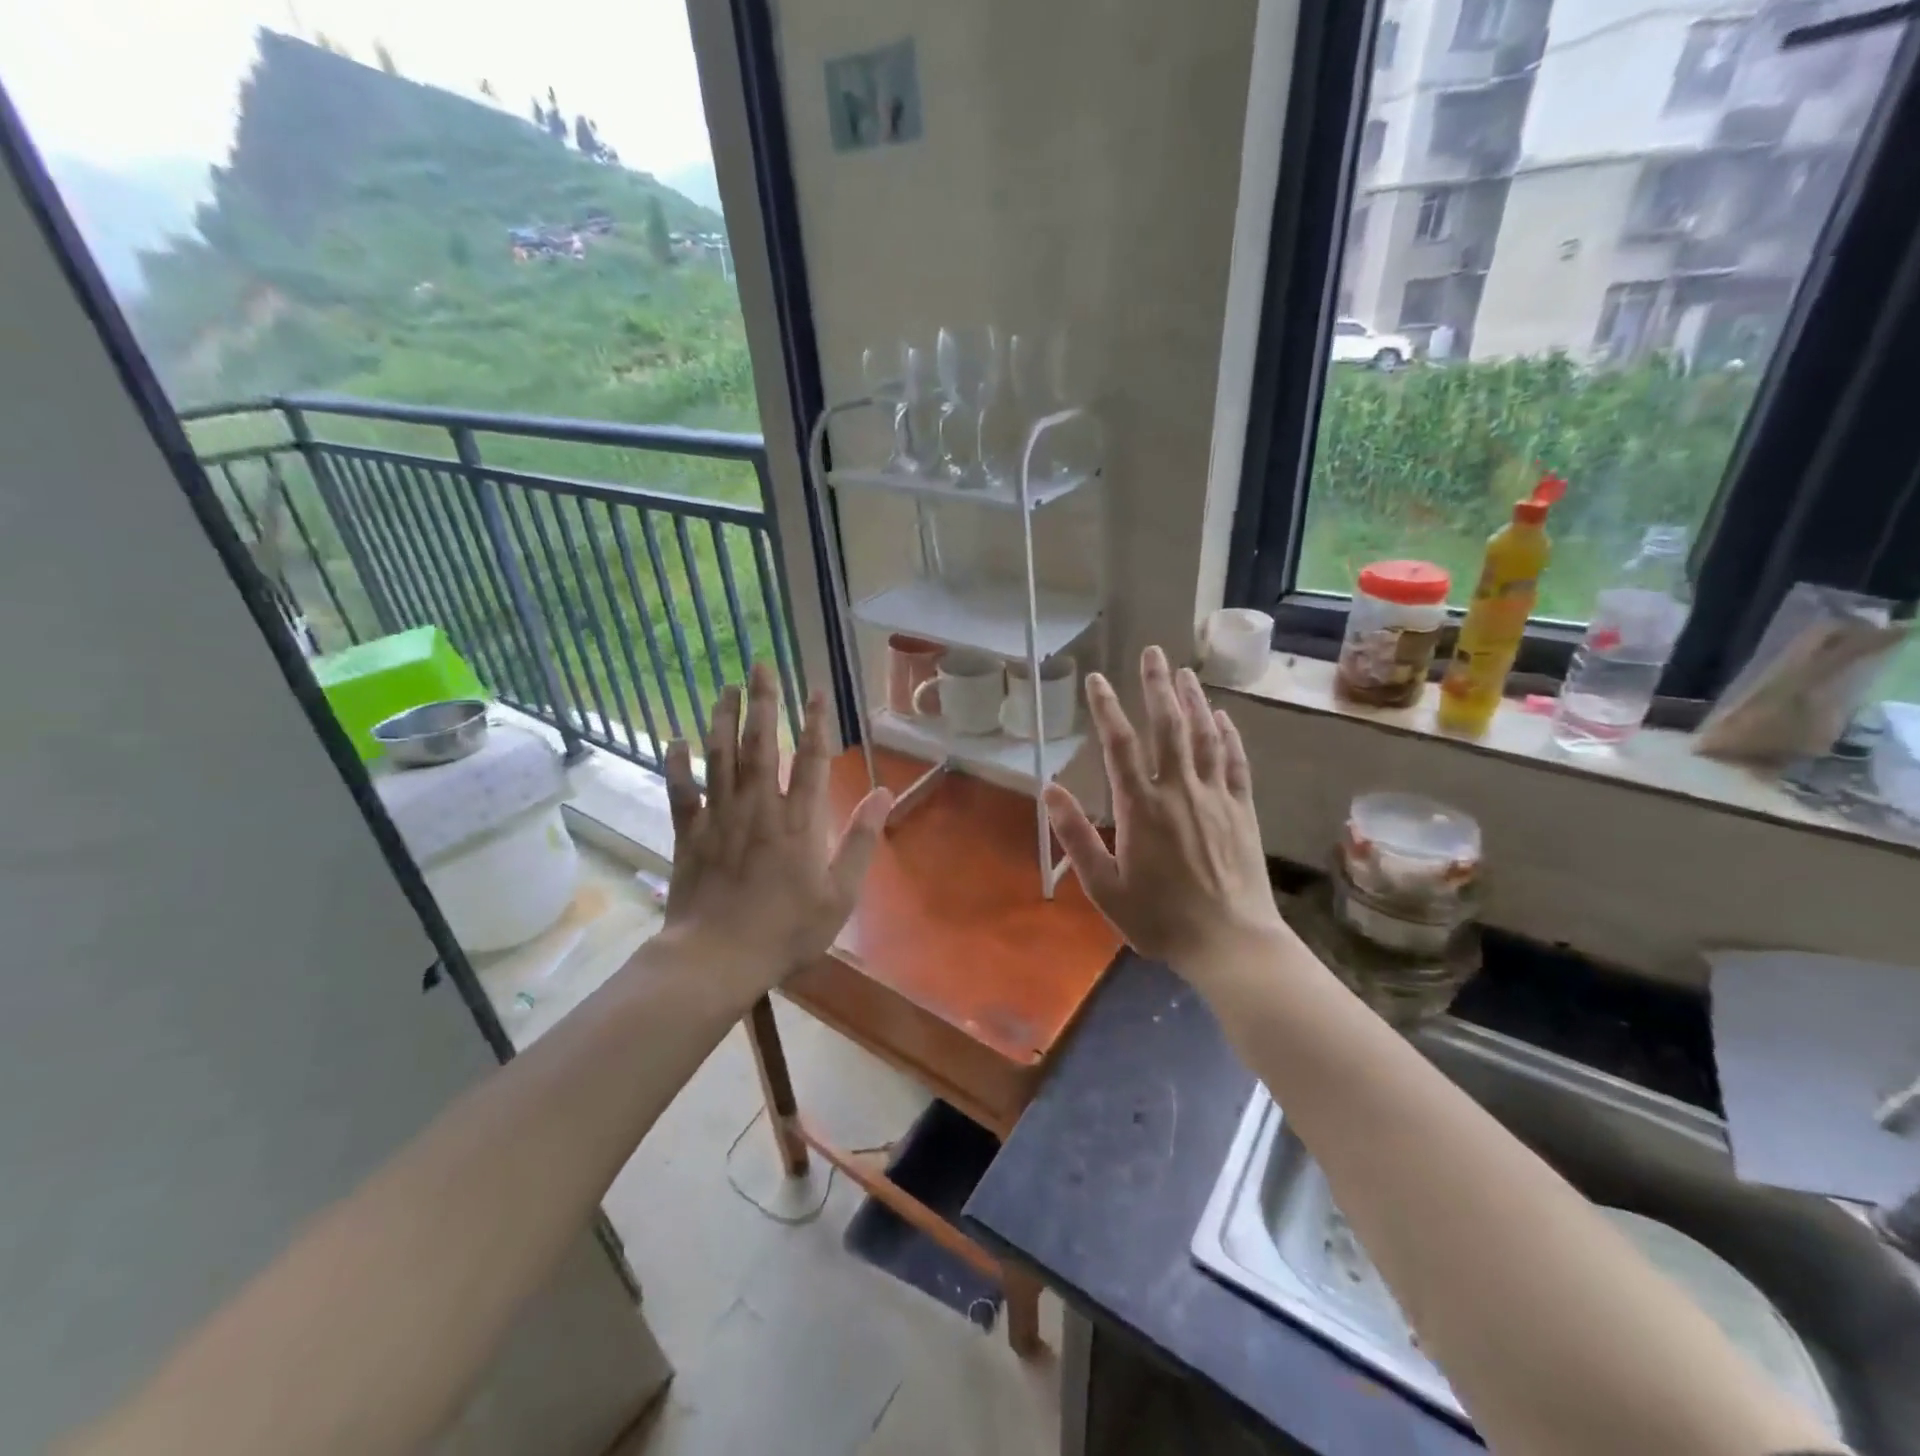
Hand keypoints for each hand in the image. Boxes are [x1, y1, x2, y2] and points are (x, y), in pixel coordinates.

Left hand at [662, 663, 890, 1003]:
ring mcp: (720, 817)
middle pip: (762, 744)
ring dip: (723, 719)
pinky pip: (682, 790)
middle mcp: (759, 807)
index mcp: (799, 821)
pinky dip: (677, 764)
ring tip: (725, 688)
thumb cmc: (786, 929)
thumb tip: (884, 793)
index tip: (815, 688)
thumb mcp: (840, 893)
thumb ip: (861, 840)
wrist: (717, 958)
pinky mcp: (690, 833)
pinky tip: (673, 739)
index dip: (815, 720)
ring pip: (721, 756)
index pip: (812, 758)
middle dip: (763, 702)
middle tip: (760, 665)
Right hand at [1044, 646, 1289, 984]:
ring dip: (1193, 701)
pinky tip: (1224, 717)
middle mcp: (1178, 791)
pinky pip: (1235, 762)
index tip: (1097, 680)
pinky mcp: (1242, 810)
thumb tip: (1049, 791)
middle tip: (1152, 652)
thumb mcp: (1104, 886)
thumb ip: (1076, 836)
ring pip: (1204, 736)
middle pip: (1167, 727)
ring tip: (1184, 672)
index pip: (1120, 746)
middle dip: (1157, 686)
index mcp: (1141, 808)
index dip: (1106, 709)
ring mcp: (1215, 797)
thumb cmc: (1159, 918)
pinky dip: (1229, 735)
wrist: (1229, 942)